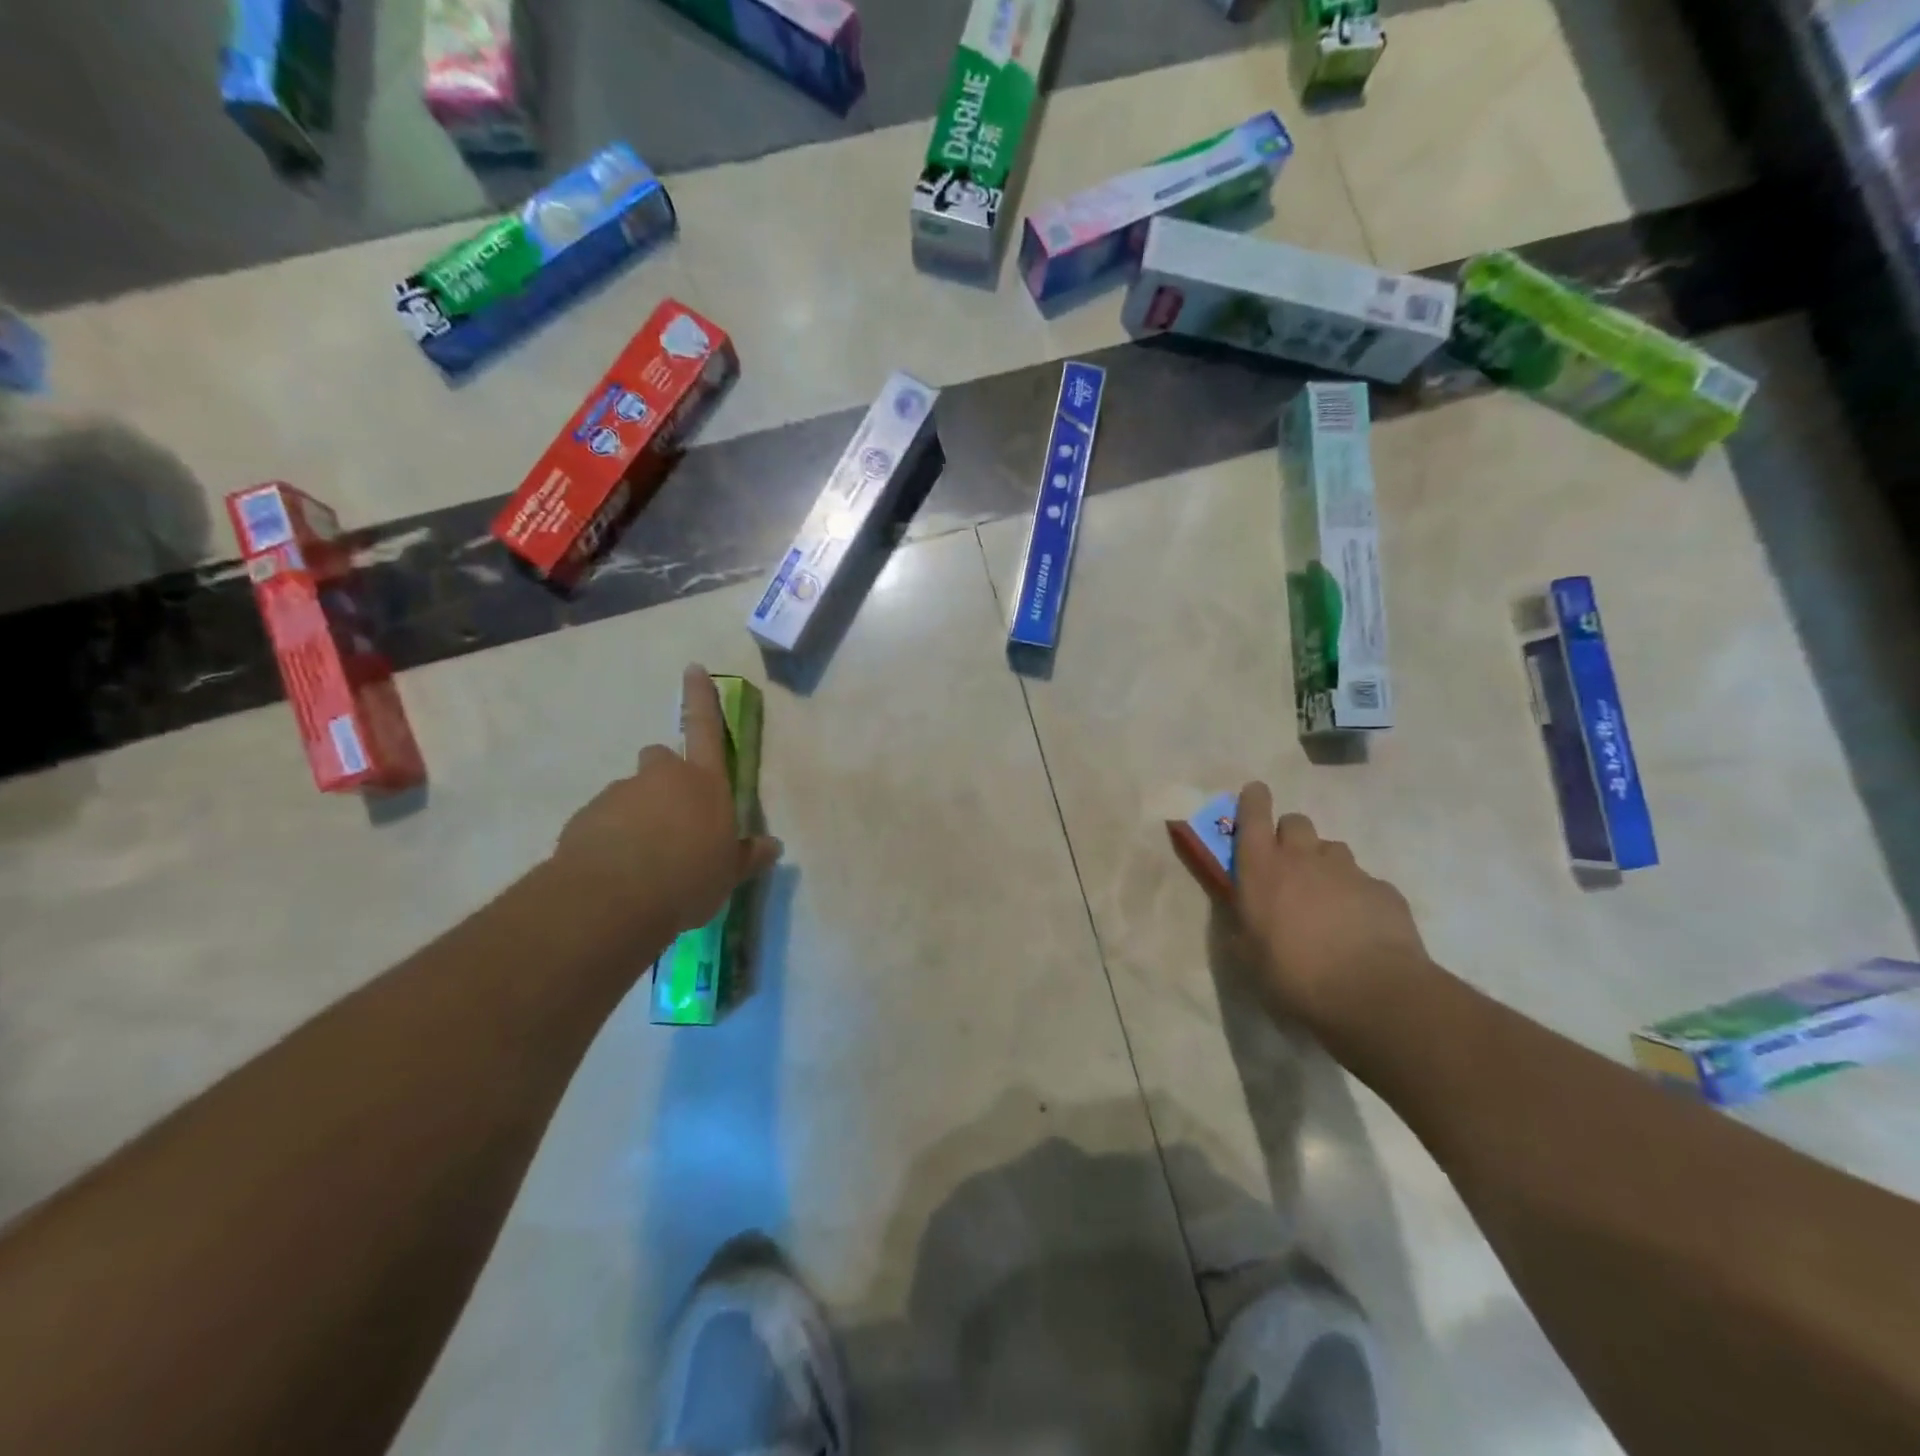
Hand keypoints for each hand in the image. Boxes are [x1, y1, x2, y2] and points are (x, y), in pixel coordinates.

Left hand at [552, 666, 780, 933]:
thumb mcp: (728, 873)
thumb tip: (772, 847)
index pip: (706, 728)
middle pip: (660, 757)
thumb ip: (746, 856)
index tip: (693, 668)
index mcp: (704, 783)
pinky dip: (610, 837)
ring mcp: (620, 794)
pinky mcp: (585, 818)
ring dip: (637, 814)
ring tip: (642, 859)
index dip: (701, 697)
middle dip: (665, 777)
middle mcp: (661, 777)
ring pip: (630, 793)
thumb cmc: (688, 878)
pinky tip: (617, 871)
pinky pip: (603, 821)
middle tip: (671, 816)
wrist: (613, 900)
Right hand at [1231, 783, 1429, 1029]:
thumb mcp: (1248, 955)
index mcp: (1262, 869)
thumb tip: (1242, 917)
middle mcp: (1303, 859)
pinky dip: (1357, 895)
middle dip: (1289, 835)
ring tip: (1326, 898)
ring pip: (1332, 849)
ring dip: (1324, 864)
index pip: (1254, 815)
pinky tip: (1359, 926)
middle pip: (1296, 822)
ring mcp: (1348, 871)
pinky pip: (1364, 881)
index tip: (1255, 794)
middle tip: (1289, 866)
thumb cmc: (1293, 975)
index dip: (1253, 801)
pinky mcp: (1383, 890)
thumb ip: (1242, 925)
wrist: (1371, 994)